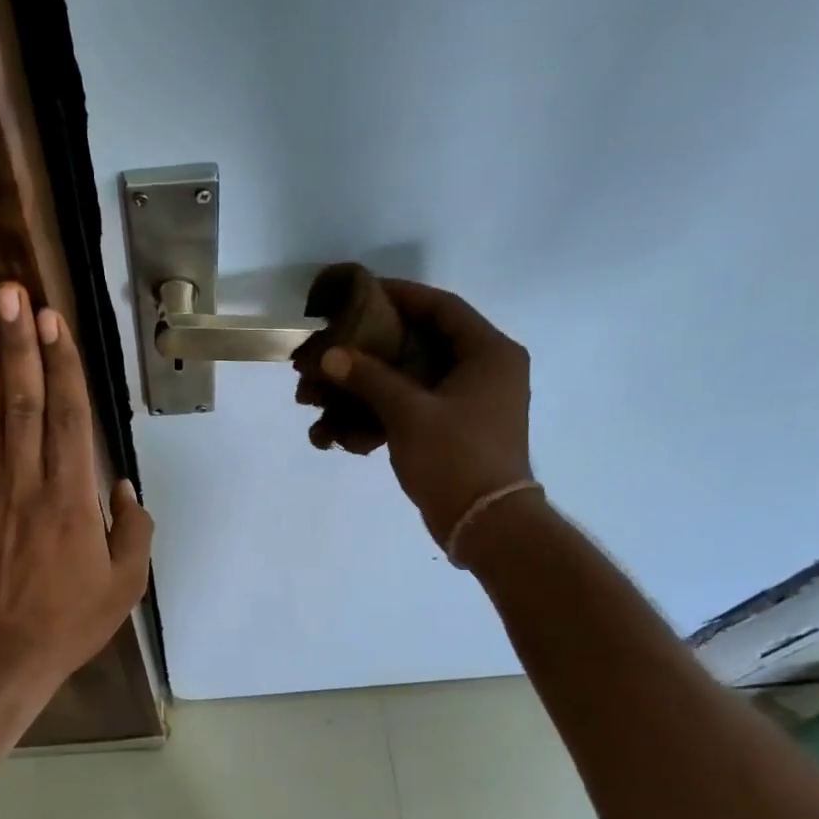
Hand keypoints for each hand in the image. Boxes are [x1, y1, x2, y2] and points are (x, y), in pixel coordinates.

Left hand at [0, 281, 153, 692]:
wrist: (2, 654)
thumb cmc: (71, 620)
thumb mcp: (125, 584)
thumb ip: (133, 530)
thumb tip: (124, 488)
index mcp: (71, 499)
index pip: (68, 416)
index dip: (62, 364)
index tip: (53, 319)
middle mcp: (28, 482)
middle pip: (24, 400)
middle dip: (18, 342)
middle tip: (10, 291)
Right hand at [298, 279, 531, 544]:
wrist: (485, 525)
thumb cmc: (456, 458)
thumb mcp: (409, 413)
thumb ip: (369, 378)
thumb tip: (330, 355)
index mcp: (488, 353)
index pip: (441, 307)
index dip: (399, 295)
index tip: (359, 294)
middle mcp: (485, 370)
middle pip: (422, 343)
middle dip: (374, 348)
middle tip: (335, 345)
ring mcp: (471, 403)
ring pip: (414, 379)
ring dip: (371, 385)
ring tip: (329, 390)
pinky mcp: (455, 431)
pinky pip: (415, 409)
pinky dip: (383, 414)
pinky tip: (345, 427)